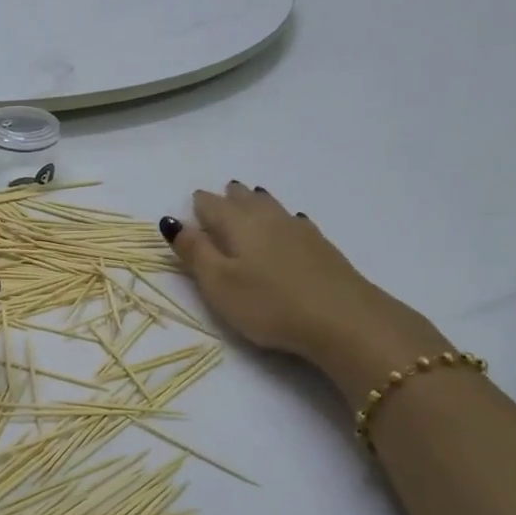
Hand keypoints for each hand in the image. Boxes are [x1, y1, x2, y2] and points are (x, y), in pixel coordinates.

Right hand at [162, 182, 446, 396]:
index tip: (192, 207)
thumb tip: (172, 221)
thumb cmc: (269, 304)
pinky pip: (293, 221)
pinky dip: (282, 218)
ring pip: (270, 206)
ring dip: (255, 202)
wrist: (343, 318)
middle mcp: (267, 218)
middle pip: (243, 200)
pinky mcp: (321, 246)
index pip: (211, 206)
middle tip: (220, 196)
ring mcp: (298, 230)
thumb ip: (195, 252)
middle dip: (228, 198)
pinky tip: (290, 223)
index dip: (199, 206)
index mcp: (237, 225)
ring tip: (249, 197)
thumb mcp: (219, 283)